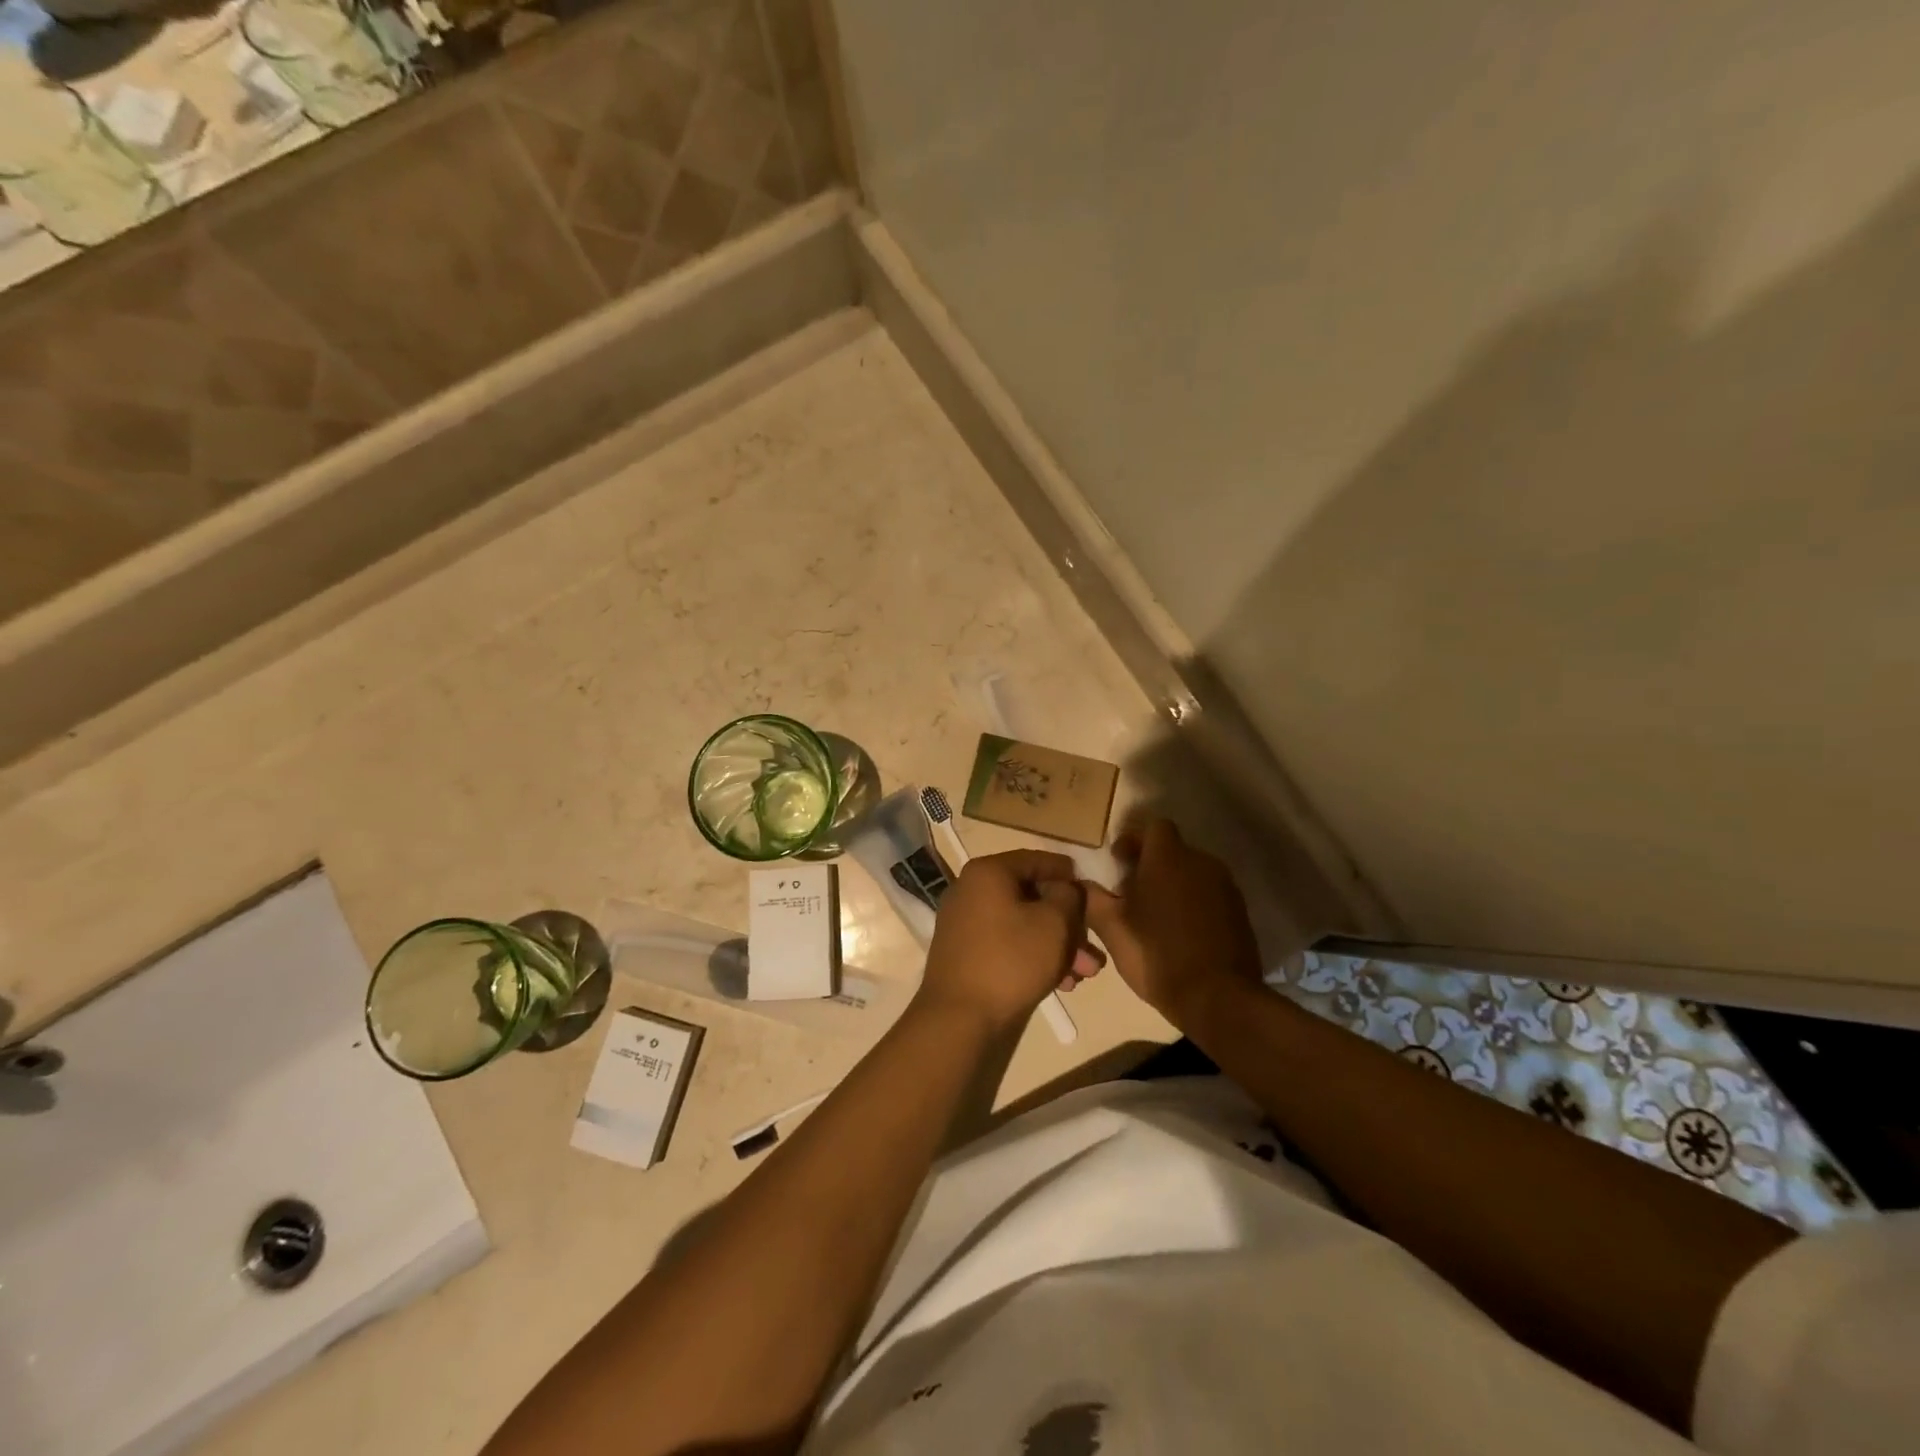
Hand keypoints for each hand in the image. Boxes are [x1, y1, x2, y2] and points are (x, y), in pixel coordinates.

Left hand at [917, 849, 1095, 1030]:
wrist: (960, 1017)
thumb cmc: (1011, 960)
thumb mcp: (1054, 923)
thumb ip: (1069, 896)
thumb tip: (1067, 889)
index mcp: (988, 872)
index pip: (1037, 860)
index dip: (1069, 874)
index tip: (1094, 890)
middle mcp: (971, 890)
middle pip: (1031, 896)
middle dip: (1068, 922)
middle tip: (1095, 946)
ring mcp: (965, 922)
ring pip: (1022, 924)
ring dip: (1057, 945)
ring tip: (1086, 974)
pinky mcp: (966, 953)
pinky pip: (1008, 943)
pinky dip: (1034, 956)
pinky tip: (1062, 983)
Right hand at [1083, 818, 1263, 1026]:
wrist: (1218, 998)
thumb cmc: (1157, 955)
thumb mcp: (1111, 928)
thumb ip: (1092, 898)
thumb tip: (1081, 884)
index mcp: (1168, 858)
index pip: (1154, 826)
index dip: (1134, 839)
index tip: (1119, 864)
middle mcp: (1201, 862)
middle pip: (1173, 849)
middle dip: (1151, 865)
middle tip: (1131, 894)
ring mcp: (1226, 887)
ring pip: (1192, 872)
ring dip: (1173, 885)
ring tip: (1155, 917)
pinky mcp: (1240, 911)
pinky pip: (1209, 894)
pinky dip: (1193, 903)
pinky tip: (1180, 933)